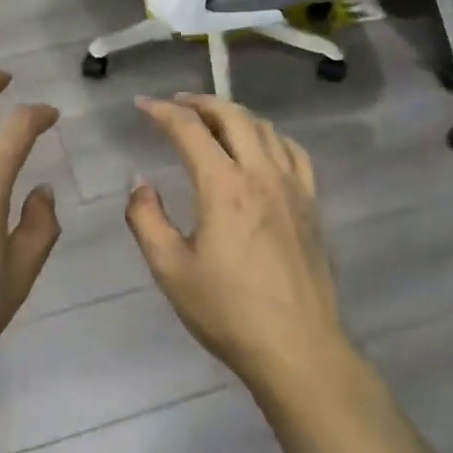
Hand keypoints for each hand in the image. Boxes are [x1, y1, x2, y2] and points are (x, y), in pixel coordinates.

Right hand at [126, 94, 350, 393]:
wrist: (298, 350)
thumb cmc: (228, 312)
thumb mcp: (170, 269)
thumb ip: (146, 219)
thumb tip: (140, 183)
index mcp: (223, 187)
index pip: (189, 129)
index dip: (162, 111)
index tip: (142, 105)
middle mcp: (260, 174)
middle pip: (232, 116)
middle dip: (200, 102)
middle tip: (176, 103)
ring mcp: (292, 187)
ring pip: (264, 128)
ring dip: (233, 114)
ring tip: (212, 119)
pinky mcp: (311, 205)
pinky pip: (293, 151)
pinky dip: (270, 136)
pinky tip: (261, 145)